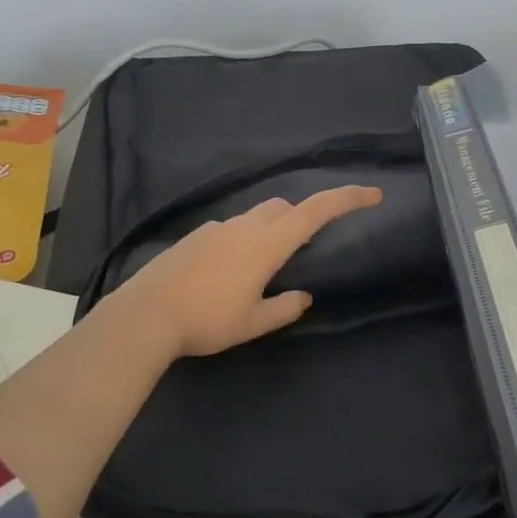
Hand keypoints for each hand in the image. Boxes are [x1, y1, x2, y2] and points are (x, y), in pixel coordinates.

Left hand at [106, 185, 383, 358]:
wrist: (144, 316)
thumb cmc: (206, 321)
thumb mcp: (253, 323)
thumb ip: (284, 308)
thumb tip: (304, 296)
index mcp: (266, 244)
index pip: (315, 211)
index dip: (347, 198)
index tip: (372, 194)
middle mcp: (243, 227)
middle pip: (284, 207)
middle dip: (304, 216)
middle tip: (309, 246)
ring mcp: (215, 228)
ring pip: (255, 216)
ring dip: (272, 229)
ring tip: (267, 266)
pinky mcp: (194, 237)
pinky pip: (230, 229)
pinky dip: (244, 239)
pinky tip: (230, 271)